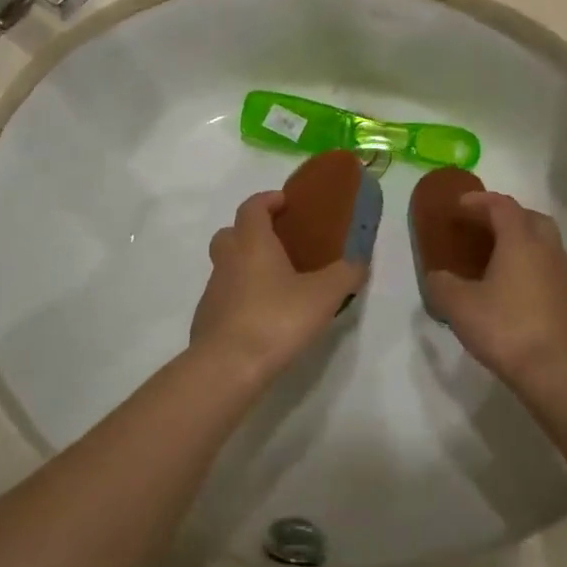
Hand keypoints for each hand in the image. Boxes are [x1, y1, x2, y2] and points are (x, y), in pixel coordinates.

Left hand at [191, 191, 367, 385]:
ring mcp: (213, 290)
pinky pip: (224, 297)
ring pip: (226, 266)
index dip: (267, 200)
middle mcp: (227, 260)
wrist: (227, 367)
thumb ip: (345, 274)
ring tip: (276, 285)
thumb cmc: (276, 318)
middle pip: (231, 233)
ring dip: (245, 267)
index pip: (252, 207)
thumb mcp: (324, 295)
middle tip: (278, 244)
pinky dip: (240, 298)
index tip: (285, 202)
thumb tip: (359, 261)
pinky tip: (262, 318)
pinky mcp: (207, 320)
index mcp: (252, 243)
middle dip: (251, 231)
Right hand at [424, 192, 566, 388]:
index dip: (479, 201)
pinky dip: (531, 267)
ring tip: (496, 258)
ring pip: (544, 244)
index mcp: (520, 241)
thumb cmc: (505, 328)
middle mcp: (547, 250)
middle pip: (531, 218)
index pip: (502, 206)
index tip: (459, 206)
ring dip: (522, 242)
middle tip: (483, 227)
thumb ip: (442, 284)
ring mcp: (563, 276)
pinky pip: (549, 269)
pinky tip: (512, 289)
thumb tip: (438, 277)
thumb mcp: (458, 306)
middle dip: (507, 216)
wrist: (556, 372)